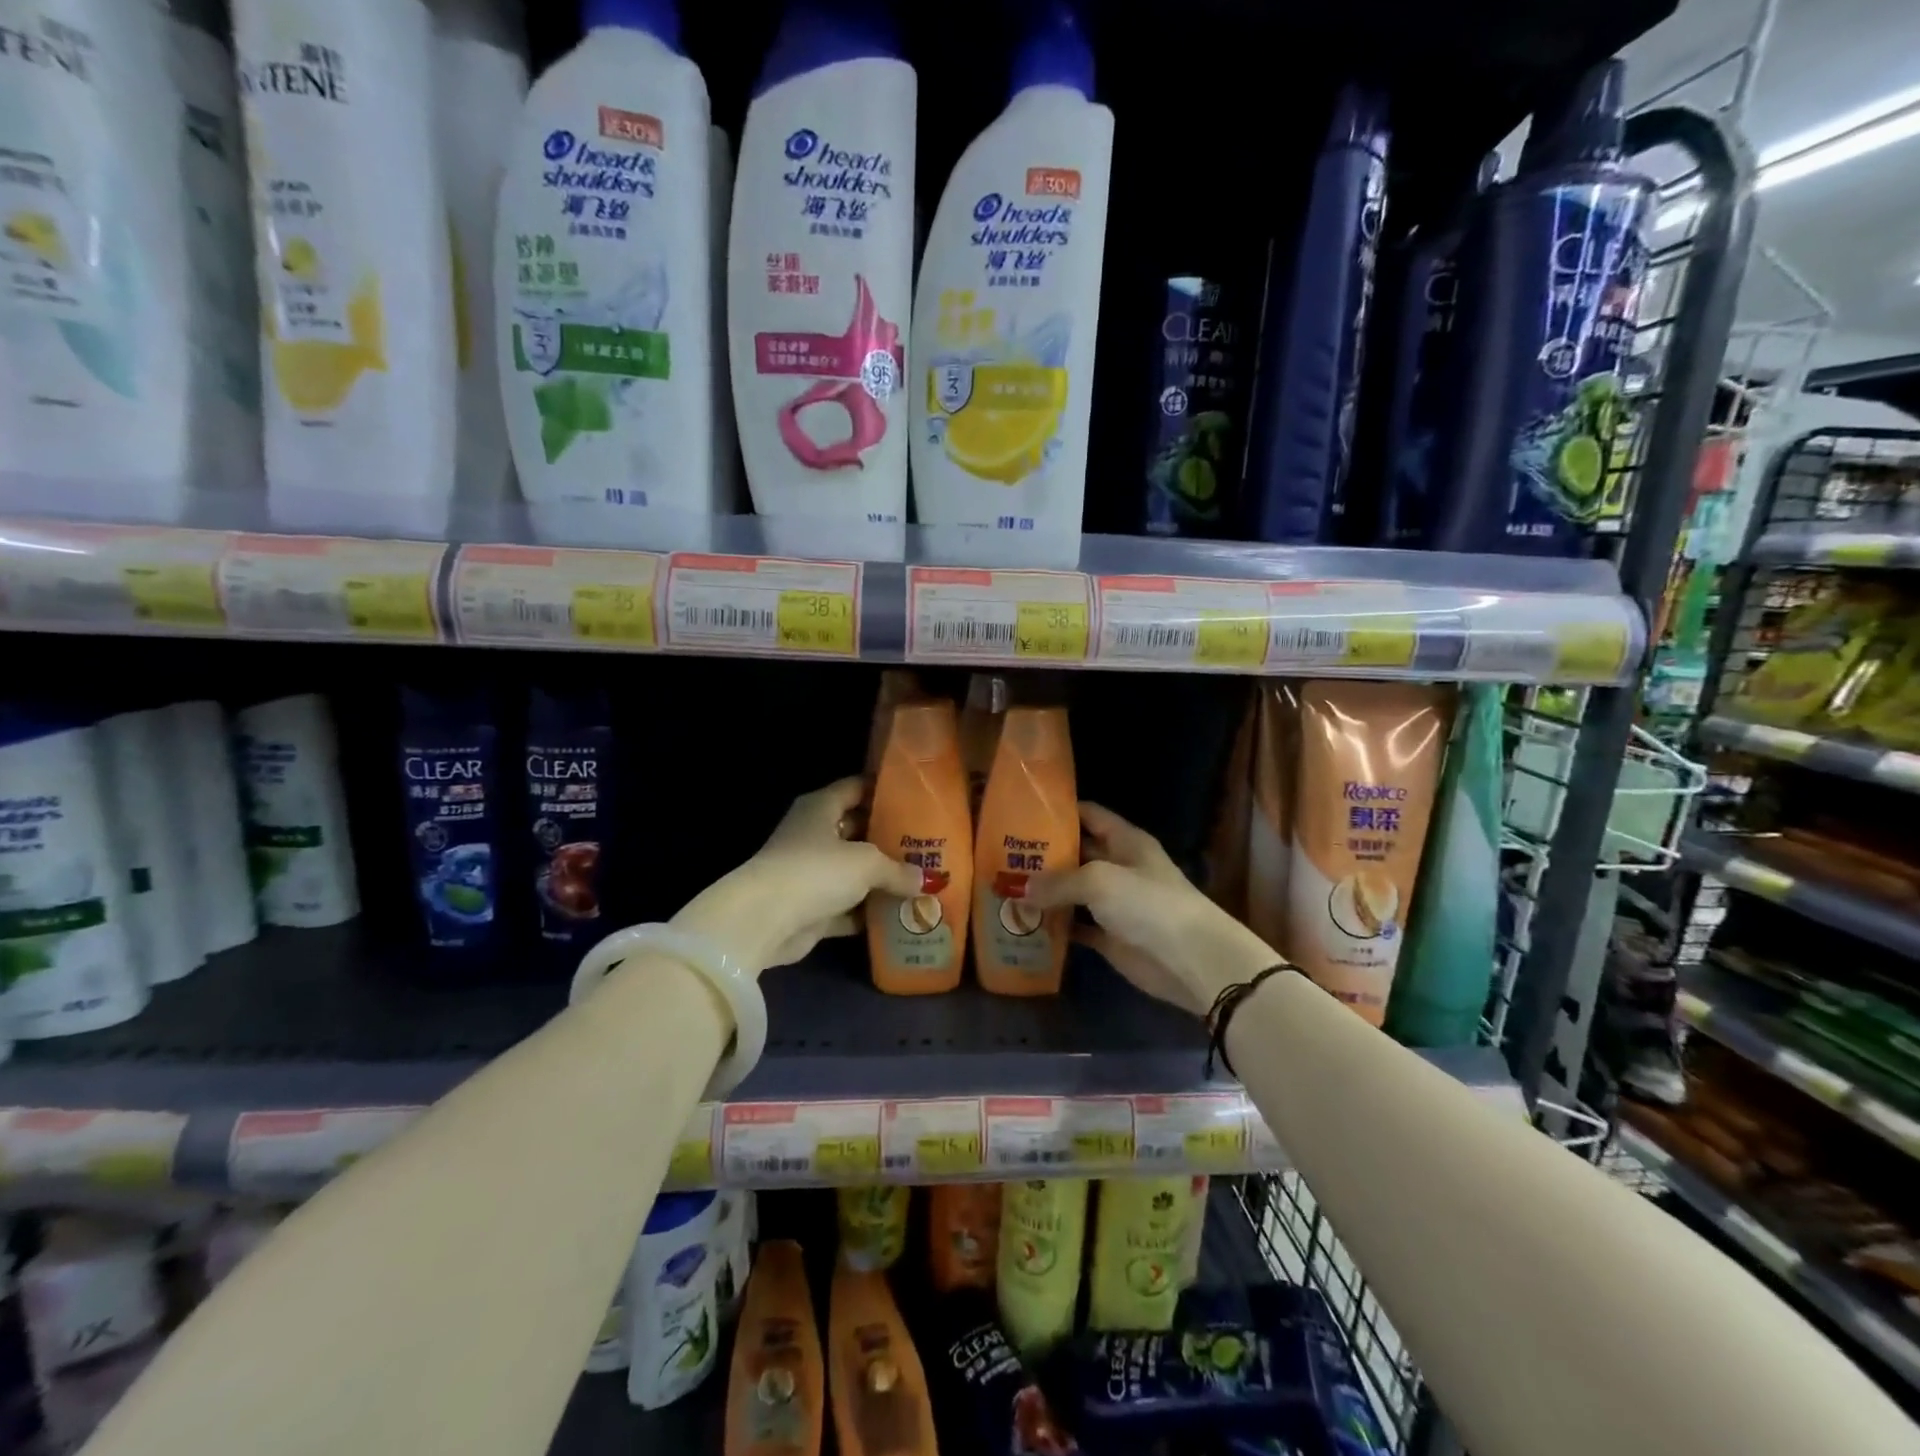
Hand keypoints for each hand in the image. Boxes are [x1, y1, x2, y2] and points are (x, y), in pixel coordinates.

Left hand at [673, 778, 924, 972]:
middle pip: (857, 831)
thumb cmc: (816, 870)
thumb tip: (923, 880)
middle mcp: (813, 835)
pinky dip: (868, 913)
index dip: (882, 790)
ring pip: (853, 872)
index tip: (915, 796)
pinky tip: (900, 915)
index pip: (855, 788)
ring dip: (881, 879)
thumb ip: (897, 869)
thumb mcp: (866, 862)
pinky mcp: (810, 909)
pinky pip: (847, 907)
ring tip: (921, 880)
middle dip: (889, 839)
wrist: (765, 920)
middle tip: (928, 844)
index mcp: (820, 808)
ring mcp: (809, 873)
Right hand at [1026, 803, 1280, 1015]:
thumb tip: (1020, 888)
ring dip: (1044, 891)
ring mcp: (1114, 903)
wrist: (1190, 960)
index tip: (1023, 810)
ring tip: (1003, 886)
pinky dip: (1054, 926)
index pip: (1089, 814)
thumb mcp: (1099, 881)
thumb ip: (1058, 882)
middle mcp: (1118, 867)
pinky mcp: (1109, 936)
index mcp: (1125, 842)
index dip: (1060, 810)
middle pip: (1076, 853)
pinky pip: (1075, 926)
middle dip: (1043, 854)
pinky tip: (1023, 923)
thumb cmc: (1148, 904)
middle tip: (1000, 854)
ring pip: (1072, 891)